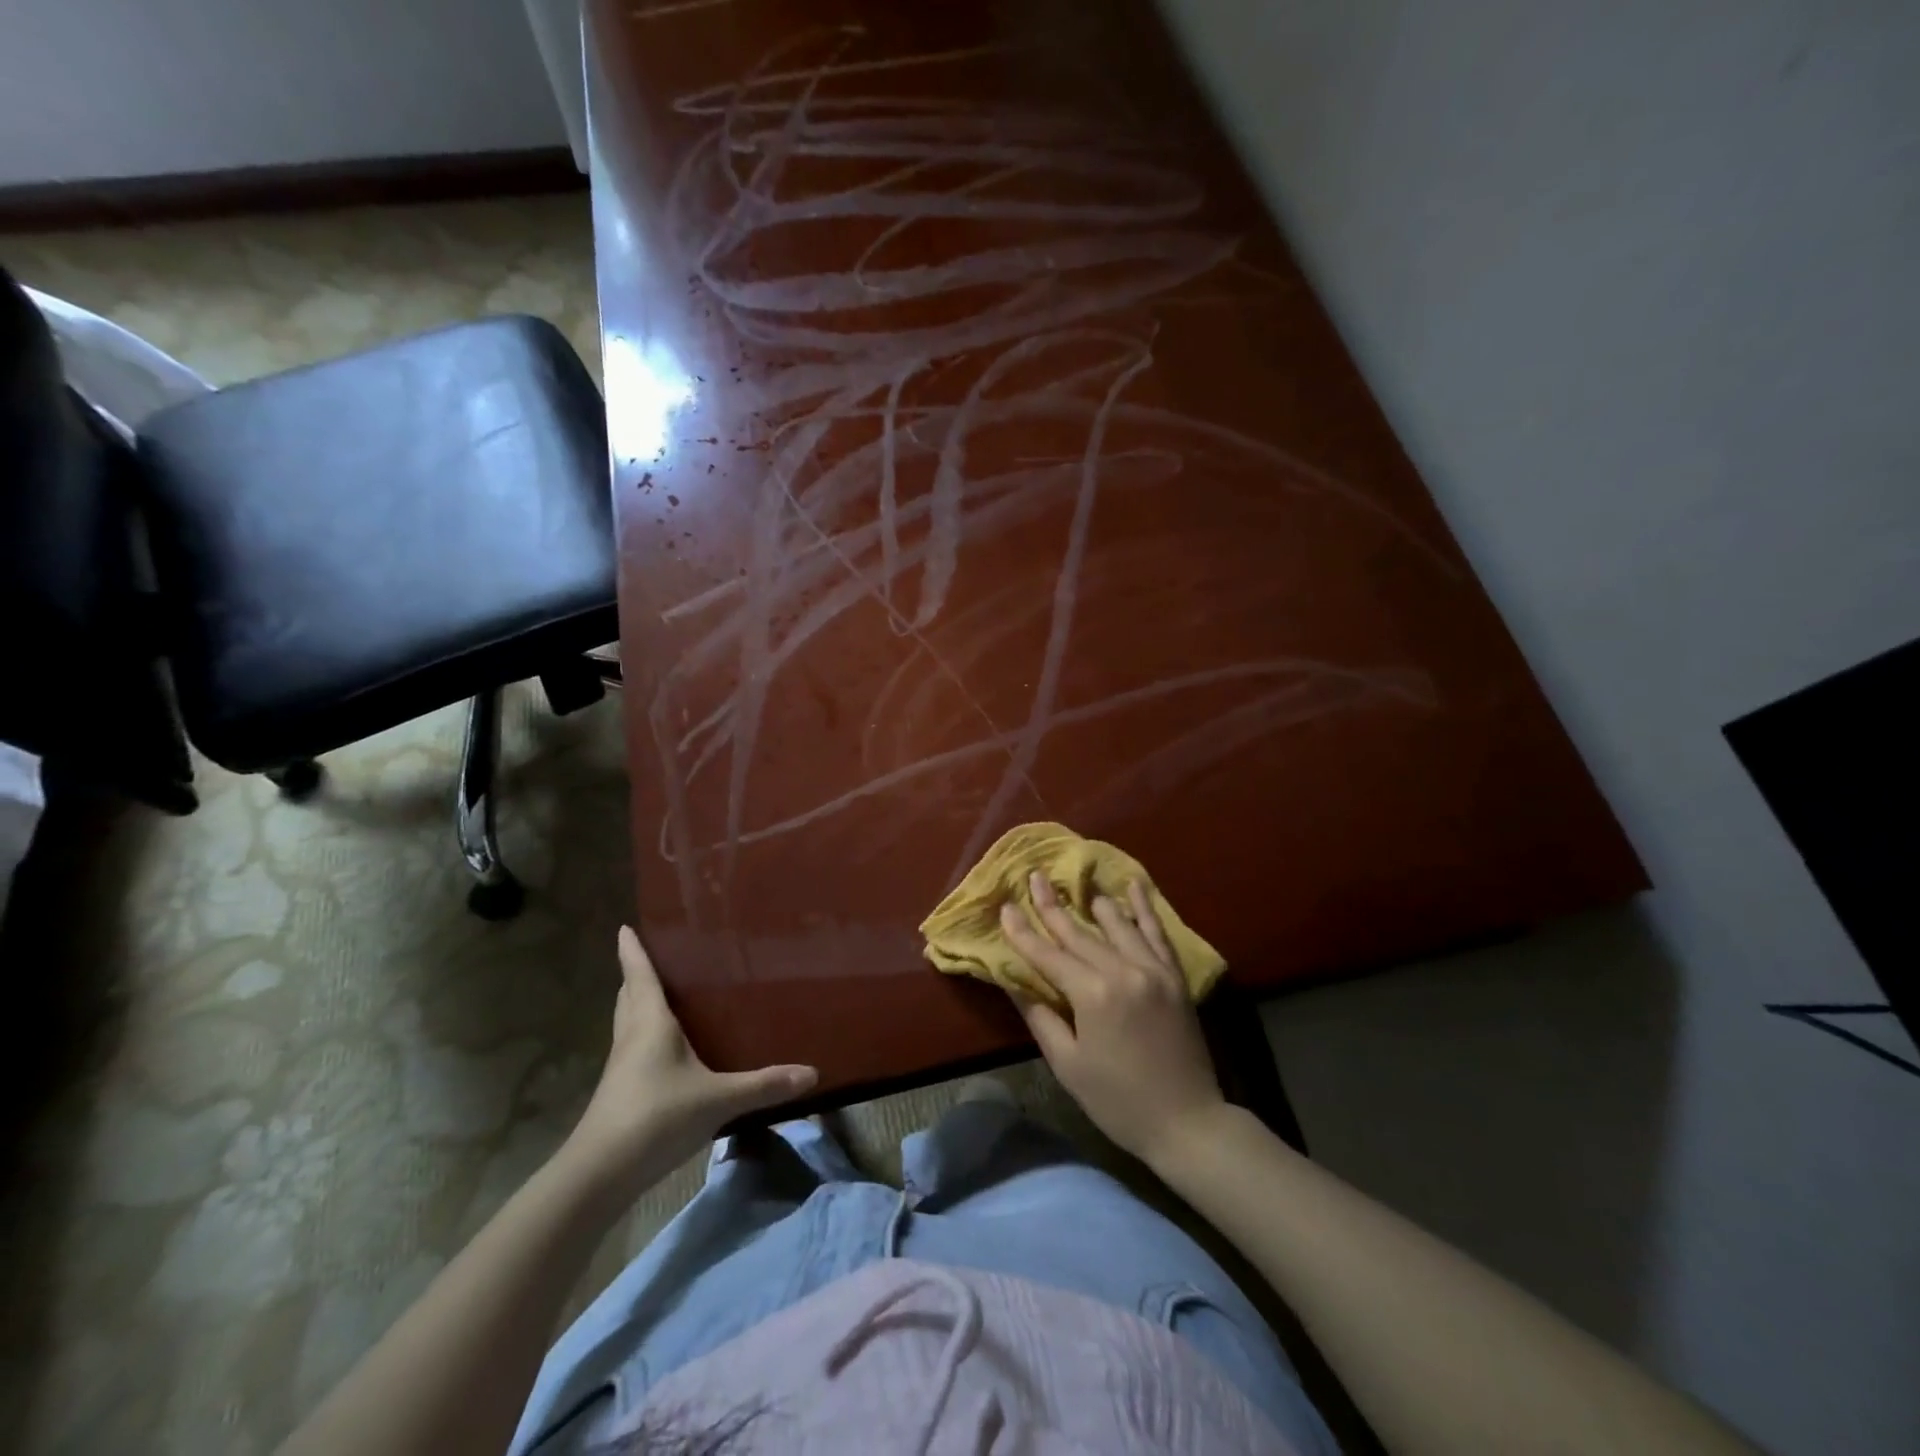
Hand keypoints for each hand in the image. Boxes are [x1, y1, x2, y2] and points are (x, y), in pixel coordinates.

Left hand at [560, 927, 817, 1199]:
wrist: (600, 1174)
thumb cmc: (656, 1117)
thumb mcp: (718, 1099)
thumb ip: (764, 1085)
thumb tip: (813, 1073)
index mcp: (650, 1024)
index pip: (640, 976)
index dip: (633, 951)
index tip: (625, 927)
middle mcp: (631, 1038)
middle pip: (628, 997)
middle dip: (635, 975)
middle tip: (651, 956)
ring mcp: (621, 1068)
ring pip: (627, 1023)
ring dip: (636, 1004)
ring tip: (658, 993)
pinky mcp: (619, 1093)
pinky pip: (631, 1049)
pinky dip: (642, 1035)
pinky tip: (662, 1048)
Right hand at [1000, 872, 1227, 1167]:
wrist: (1187, 1122)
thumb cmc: (1118, 1101)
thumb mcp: (1069, 1065)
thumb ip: (1041, 1017)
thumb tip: (1014, 981)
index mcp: (1093, 994)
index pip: (1048, 955)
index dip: (1023, 932)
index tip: (1005, 907)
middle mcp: (1123, 970)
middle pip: (1079, 932)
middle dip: (1052, 906)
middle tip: (1035, 876)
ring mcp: (1153, 970)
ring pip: (1117, 924)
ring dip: (1093, 903)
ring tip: (1076, 883)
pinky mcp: (1175, 977)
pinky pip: (1157, 933)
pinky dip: (1144, 908)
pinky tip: (1134, 886)